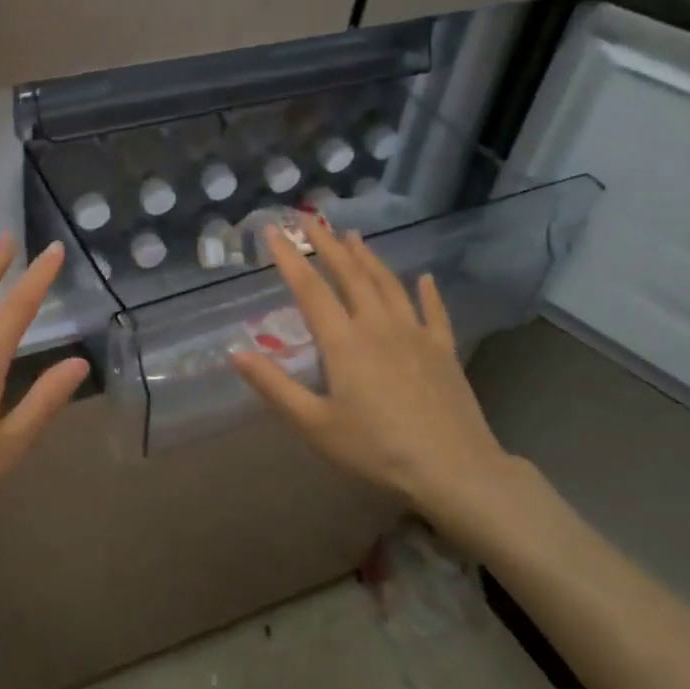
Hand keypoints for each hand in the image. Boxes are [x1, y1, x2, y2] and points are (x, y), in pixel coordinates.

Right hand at [228, 217, 553, 553]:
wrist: (454, 470)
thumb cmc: (376, 450)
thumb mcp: (314, 425)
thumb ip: (274, 387)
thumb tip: (234, 353)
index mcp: (344, 342)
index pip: (310, 289)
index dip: (289, 258)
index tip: (273, 231)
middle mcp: (378, 326)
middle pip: (350, 275)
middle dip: (327, 244)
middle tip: (310, 218)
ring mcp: (415, 335)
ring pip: (388, 284)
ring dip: (368, 257)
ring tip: (353, 236)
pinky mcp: (443, 351)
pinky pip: (433, 312)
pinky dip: (426, 292)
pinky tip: (423, 278)